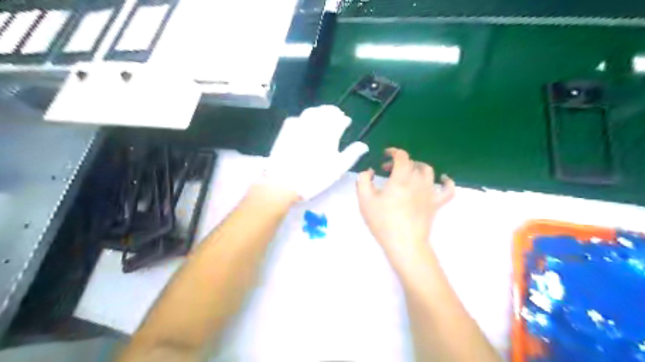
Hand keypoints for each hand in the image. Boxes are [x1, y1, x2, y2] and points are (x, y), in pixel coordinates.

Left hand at [264, 105, 370, 200]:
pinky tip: (305, 122)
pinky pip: (297, 117)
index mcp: (329, 134)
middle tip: (337, 113)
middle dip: (333, 111)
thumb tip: (364, 146)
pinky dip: (304, 117)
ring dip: (319, 110)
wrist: (284, 181)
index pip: (340, 121)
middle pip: (325, 112)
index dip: (344, 120)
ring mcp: (299, 126)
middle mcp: (315, 126)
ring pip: (311, 111)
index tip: (346, 121)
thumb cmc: (315, 177)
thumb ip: (352, 155)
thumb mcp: (337, 168)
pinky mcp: (286, 130)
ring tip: (323, 114)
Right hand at [355, 148, 455, 258]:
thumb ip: (363, 180)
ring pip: (428, 171)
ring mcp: (430, 192)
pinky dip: (446, 182)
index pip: (401, 156)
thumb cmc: (383, 221)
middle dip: (399, 162)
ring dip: (417, 167)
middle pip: (412, 163)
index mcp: (401, 178)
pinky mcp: (437, 204)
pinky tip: (442, 179)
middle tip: (387, 170)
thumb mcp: (365, 200)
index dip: (393, 152)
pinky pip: (448, 189)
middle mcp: (418, 181)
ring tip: (409, 172)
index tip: (385, 155)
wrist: (404, 243)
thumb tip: (370, 171)